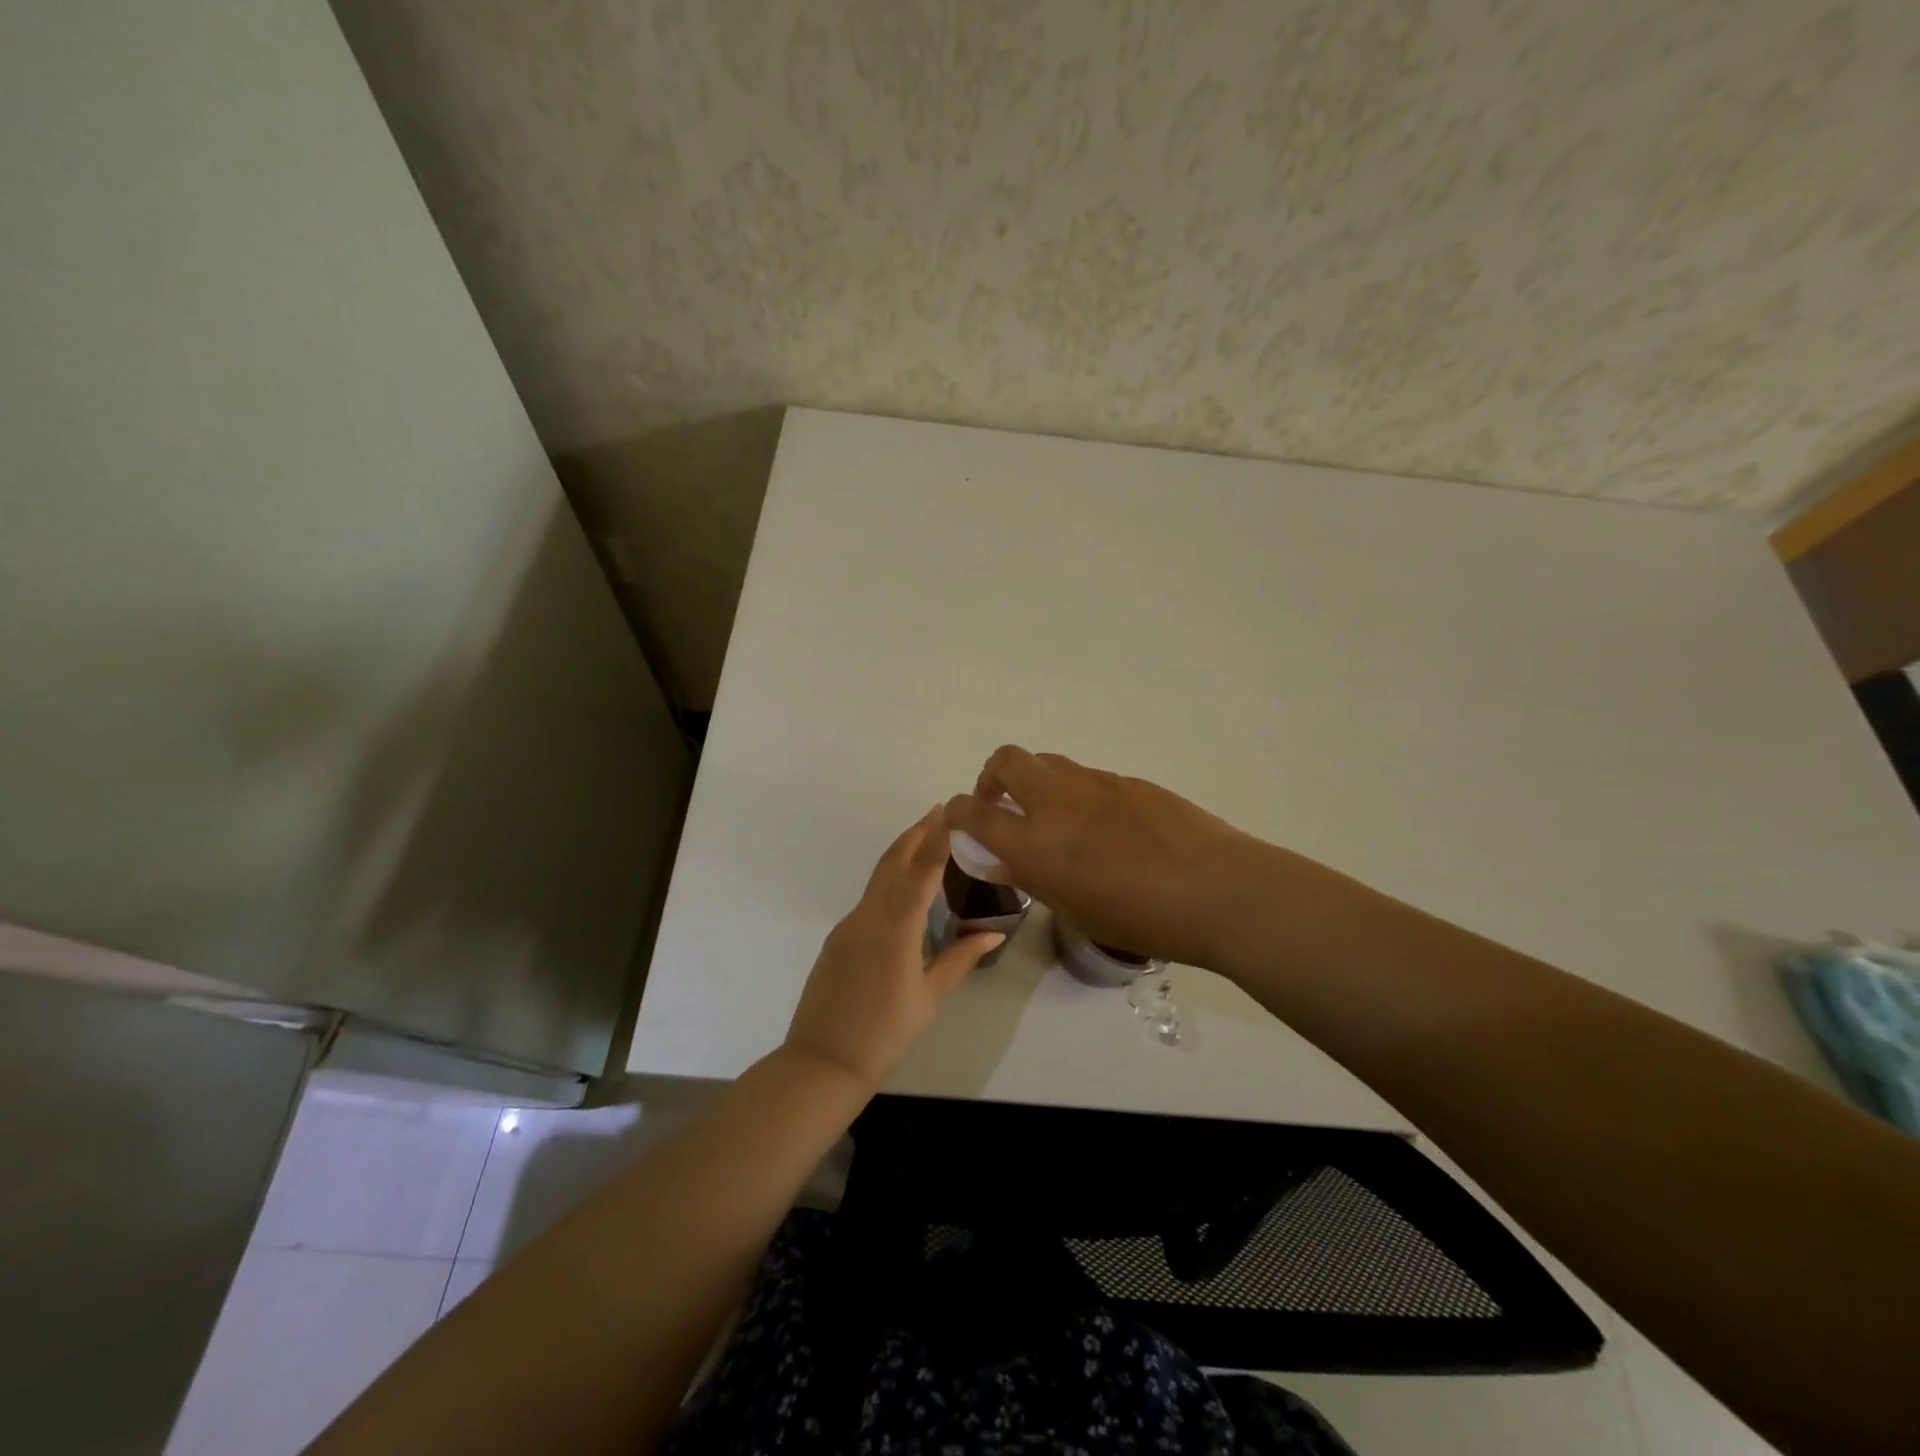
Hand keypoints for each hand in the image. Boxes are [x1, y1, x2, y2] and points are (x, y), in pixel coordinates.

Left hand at [783, 806, 1004, 1089]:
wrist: (822, 1062)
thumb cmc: (885, 1033)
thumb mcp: (929, 997)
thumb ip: (960, 959)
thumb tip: (993, 932)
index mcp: (896, 928)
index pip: (920, 871)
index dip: (935, 838)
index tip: (949, 811)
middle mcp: (869, 917)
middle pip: (893, 862)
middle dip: (916, 834)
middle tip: (939, 812)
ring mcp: (849, 925)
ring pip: (879, 878)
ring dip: (902, 853)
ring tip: (926, 840)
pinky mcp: (838, 938)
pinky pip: (869, 899)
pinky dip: (889, 881)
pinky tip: (903, 890)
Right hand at [944, 746, 1345, 973]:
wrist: (1218, 891)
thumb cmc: (1142, 918)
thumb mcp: (1074, 910)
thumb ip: (1030, 878)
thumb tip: (999, 860)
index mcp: (1035, 842)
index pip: (973, 812)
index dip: (957, 813)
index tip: (957, 821)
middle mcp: (1057, 802)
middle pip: (1005, 760)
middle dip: (991, 777)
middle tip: (1003, 806)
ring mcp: (1096, 783)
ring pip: (1048, 761)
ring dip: (1035, 781)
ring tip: (1053, 818)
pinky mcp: (1129, 780)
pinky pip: (1086, 776)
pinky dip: (1075, 792)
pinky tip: (1103, 827)